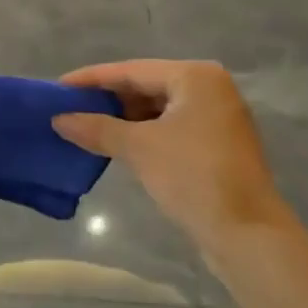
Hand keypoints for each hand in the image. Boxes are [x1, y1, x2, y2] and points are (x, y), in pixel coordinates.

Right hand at [53, 60, 289, 252]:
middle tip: (70, 107)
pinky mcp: (219, 144)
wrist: (249, 236)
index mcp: (195, 76)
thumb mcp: (139, 148)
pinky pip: (171, 127)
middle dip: (108, 98)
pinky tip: (118, 143)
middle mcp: (210, 88)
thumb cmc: (193, 177)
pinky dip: (144, 132)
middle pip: (146, 85)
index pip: (132, 70)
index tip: (58, 87)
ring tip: (87, 125)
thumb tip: (58, 119)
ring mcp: (218, 116)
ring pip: (159, 108)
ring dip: (124, 117)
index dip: (92, 79)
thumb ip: (97, 128)